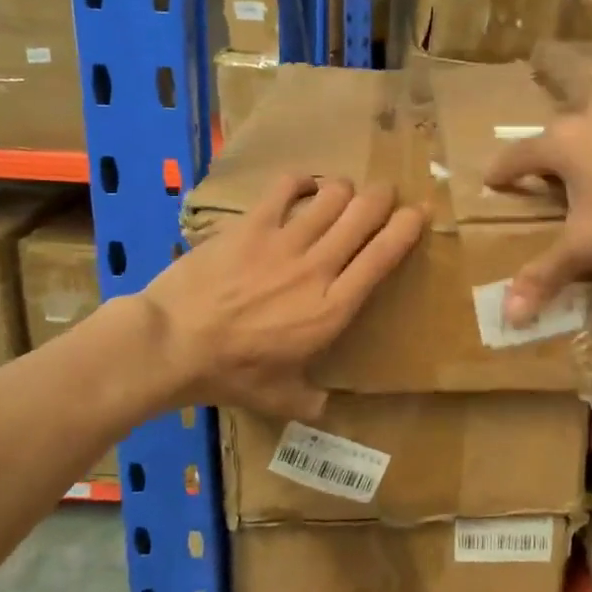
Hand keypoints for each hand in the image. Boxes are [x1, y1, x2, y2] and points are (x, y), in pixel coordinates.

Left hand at [140, 176, 424, 416]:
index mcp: (333, 308)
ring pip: (331, 196)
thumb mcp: (278, 398)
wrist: (173, 344)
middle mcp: (317, 267)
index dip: (406, 228)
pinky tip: (302, 185)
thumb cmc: (230, 373)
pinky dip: (300, 181)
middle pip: (363, 214)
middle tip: (384, 195)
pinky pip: (284, 188)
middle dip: (382, 198)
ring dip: (344, 189)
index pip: (383, 257)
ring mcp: (283, 242)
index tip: (418, 213)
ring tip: (343, 192)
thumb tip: (326, 410)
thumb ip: (310, 402)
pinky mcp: (250, 225)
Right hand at [484, 93, 591, 324]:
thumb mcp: (588, 245)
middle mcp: (590, 117)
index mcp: (561, 144)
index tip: (491, 180)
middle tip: (542, 170)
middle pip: (556, 125)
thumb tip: (509, 315)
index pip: (518, 155)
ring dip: (585, 131)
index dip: (502, 171)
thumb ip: (547, 275)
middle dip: (545, 146)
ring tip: (587, 153)